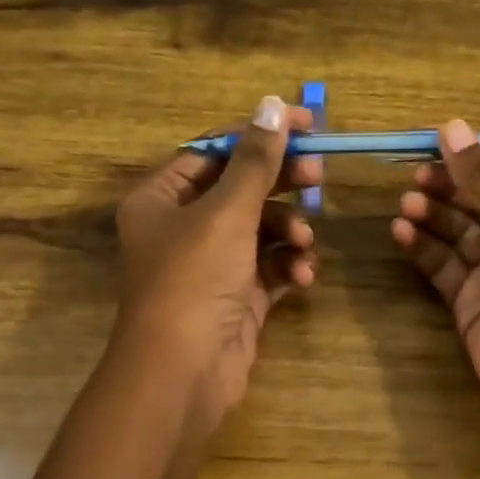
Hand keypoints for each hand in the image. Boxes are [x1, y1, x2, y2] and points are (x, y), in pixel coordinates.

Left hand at [114, 95, 320, 432]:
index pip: (214, 151)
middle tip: (318, 175)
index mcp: (161, 199)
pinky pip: (270, 266)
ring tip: (304, 242)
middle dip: (281, 184)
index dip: (260, 134)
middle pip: (241, 189)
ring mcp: (211, 265)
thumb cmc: (194, 280)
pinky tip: (303, 275)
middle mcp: (182, 228)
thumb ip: (255, 160)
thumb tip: (273, 104)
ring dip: (288, 231)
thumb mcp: (226, 212)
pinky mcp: (237, 296)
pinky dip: (288, 265)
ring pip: (261, 229)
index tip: (307, 123)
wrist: (184, 374)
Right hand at [391, 119, 479, 434]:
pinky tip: (401, 232)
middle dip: (447, 186)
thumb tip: (452, 125)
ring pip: (457, 230)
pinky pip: (443, 264)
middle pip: (479, 199)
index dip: (471, 159)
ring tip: (406, 205)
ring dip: (431, 214)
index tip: (432, 145)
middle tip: (415, 178)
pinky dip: (423, 247)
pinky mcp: (470, 299)